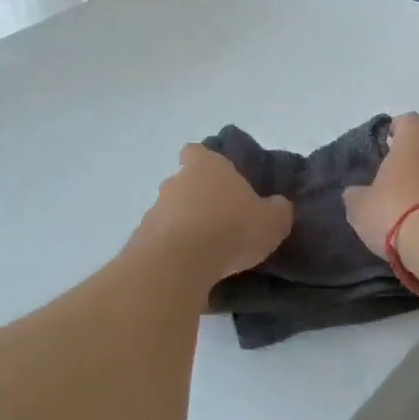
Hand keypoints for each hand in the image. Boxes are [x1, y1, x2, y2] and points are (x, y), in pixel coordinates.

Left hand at [135, 145, 292, 281]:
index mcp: (207, 167)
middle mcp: (176, 181)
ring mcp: (154, 209)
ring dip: (184, 226)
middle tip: (220, 221)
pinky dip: (173, 250)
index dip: (205, 163)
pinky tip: (189, 268)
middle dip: (198, 199)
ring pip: (171, 212)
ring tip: (206, 250)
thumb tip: (277, 205)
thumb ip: (277, 210)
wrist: (179, 263)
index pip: (197, 152)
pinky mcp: (141, 239)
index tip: (218, 180)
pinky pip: (161, 240)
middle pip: (184, 183)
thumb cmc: (231, 229)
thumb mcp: (272, 221)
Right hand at [343, 113, 418, 255]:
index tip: (382, 149)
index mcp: (416, 137)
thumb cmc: (395, 211)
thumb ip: (357, 194)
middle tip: (391, 182)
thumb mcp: (360, 206)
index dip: (393, 133)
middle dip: (412, 160)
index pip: (406, 121)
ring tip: (408, 209)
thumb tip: (356, 193)